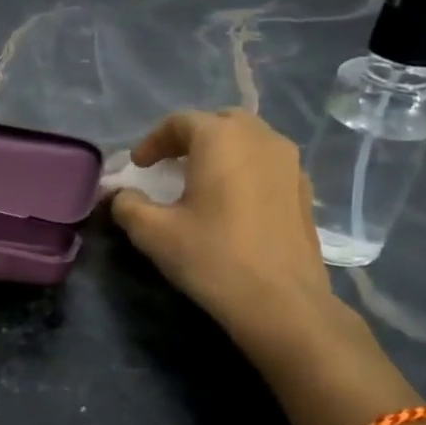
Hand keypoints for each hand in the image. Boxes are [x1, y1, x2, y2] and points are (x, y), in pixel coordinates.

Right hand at [109, 109, 335, 358]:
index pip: (180, 122)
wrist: (281, 302)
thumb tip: (120, 196)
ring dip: (221, 152)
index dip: (153, 141)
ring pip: (249, 140)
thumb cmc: (212, 257)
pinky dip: (245, 170)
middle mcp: (260, 138)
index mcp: (220, 138)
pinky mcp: (305, 190)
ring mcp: (290, 163)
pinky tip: (233, 202)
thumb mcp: (153, 232)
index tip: (138, 167)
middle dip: (190, 138)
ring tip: (202, 182)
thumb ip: (128, 205)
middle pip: (219, 123)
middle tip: (170, 165)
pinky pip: (268, 164)